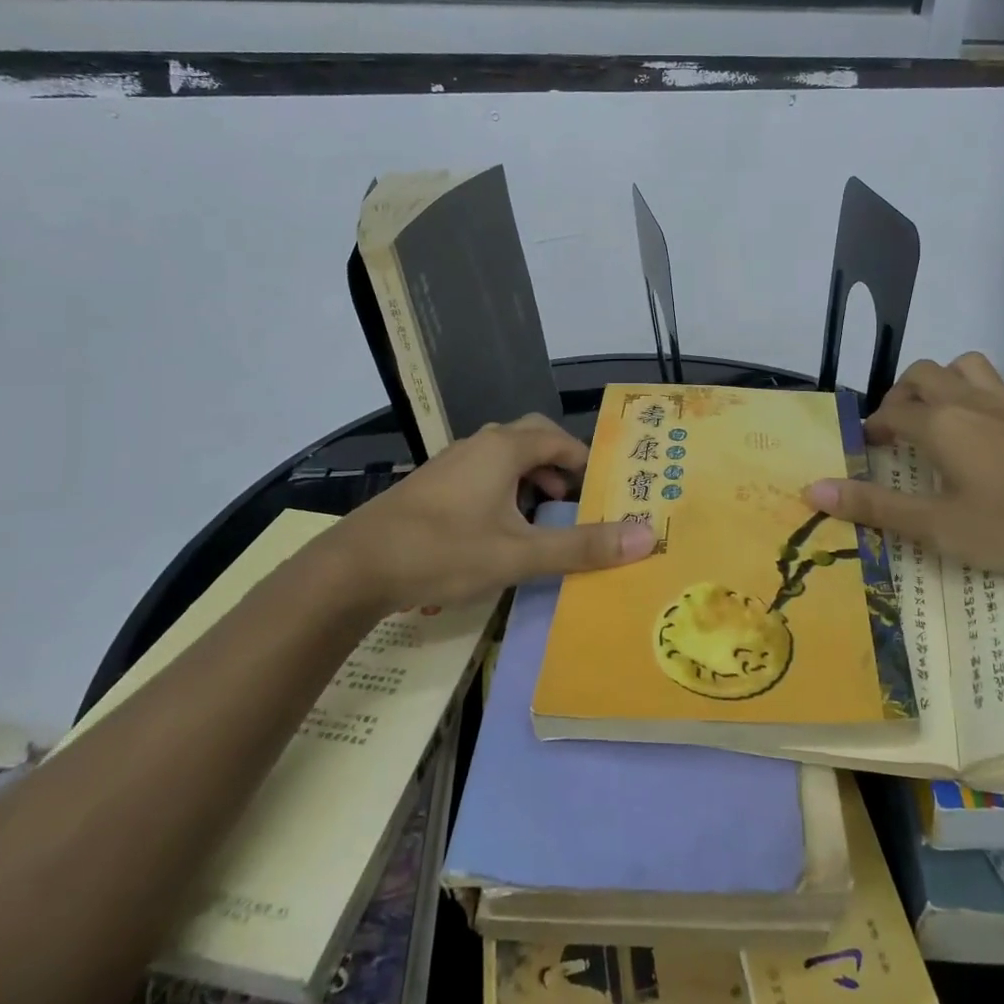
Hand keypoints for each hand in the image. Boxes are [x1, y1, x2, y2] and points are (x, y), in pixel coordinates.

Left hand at [327, 414, 654, 613]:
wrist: (356, 566)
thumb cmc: (444, 551)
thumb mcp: (519, 554)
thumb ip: (581, 546)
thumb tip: (646, 537)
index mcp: (504, 449)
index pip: (559, 439)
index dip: (585, 461)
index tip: (602, 492)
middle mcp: (478, 445)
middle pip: (531, 438)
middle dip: (558, 464)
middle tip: (574, 498)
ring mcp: (450, 462)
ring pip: (503, 456)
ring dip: (530, 477)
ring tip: (541, 515)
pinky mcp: (432, 484)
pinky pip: (481, 471)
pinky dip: (503, 488)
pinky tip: (497, 527)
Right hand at [803, 354, 1003, 578]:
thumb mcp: (939, 528)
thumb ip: (875, 508)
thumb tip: (812, 490)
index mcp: (940, 425)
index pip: (890, 413)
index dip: (871, 426)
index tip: (864, 446)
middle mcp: (973, 403)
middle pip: (926, 374)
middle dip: (904, 393)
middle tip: (899, 426)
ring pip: (976, 367)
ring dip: (955, 379)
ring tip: (948, 411)